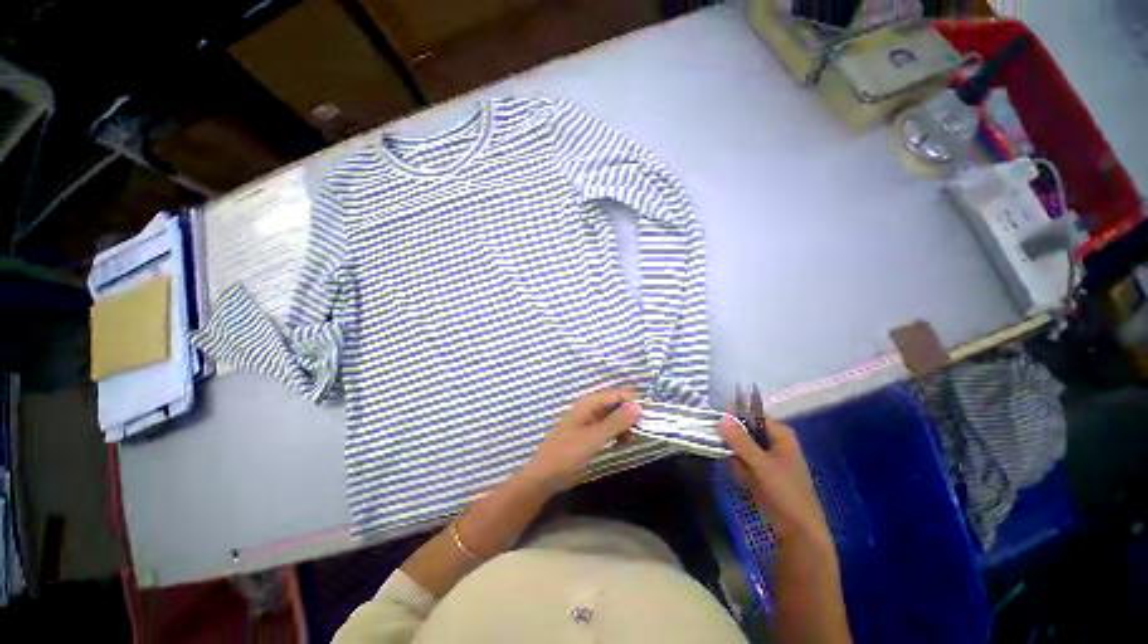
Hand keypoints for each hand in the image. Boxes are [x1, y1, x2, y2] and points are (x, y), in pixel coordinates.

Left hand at [520, 388, 640, 490]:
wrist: (544, 477)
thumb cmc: (566, 455)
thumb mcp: (593, 439)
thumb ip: (616, 422)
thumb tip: (639, 406)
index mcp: (588, 403)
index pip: (617, 394)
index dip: (634, 401)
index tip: (652, 414)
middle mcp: (589, 407)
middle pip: (616, 403)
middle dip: (631, 413)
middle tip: (644, 429)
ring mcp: (588, 420)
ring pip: (613, 416)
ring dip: (624, 424)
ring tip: (632, 439)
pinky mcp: (588, 433)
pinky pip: (608, 427)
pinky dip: (617, 433)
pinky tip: (622, 443)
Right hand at [718, 414, 831, 545]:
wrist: (799, 532)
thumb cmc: (785, 493)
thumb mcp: (760, 464)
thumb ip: (740, 441)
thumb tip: (721, 418)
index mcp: (781, 434)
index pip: (752, 414)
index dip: (734, 417)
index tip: (716, 423)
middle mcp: (776, 442)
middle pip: (745, 431)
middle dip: (735, 443)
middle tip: (730, 454)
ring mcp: (770, 458)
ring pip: (742, 448)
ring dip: (737, 460)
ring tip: (743, 475)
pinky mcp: (764, 473)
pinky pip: (745, 463)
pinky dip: (742, 471)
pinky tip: (746, 483)